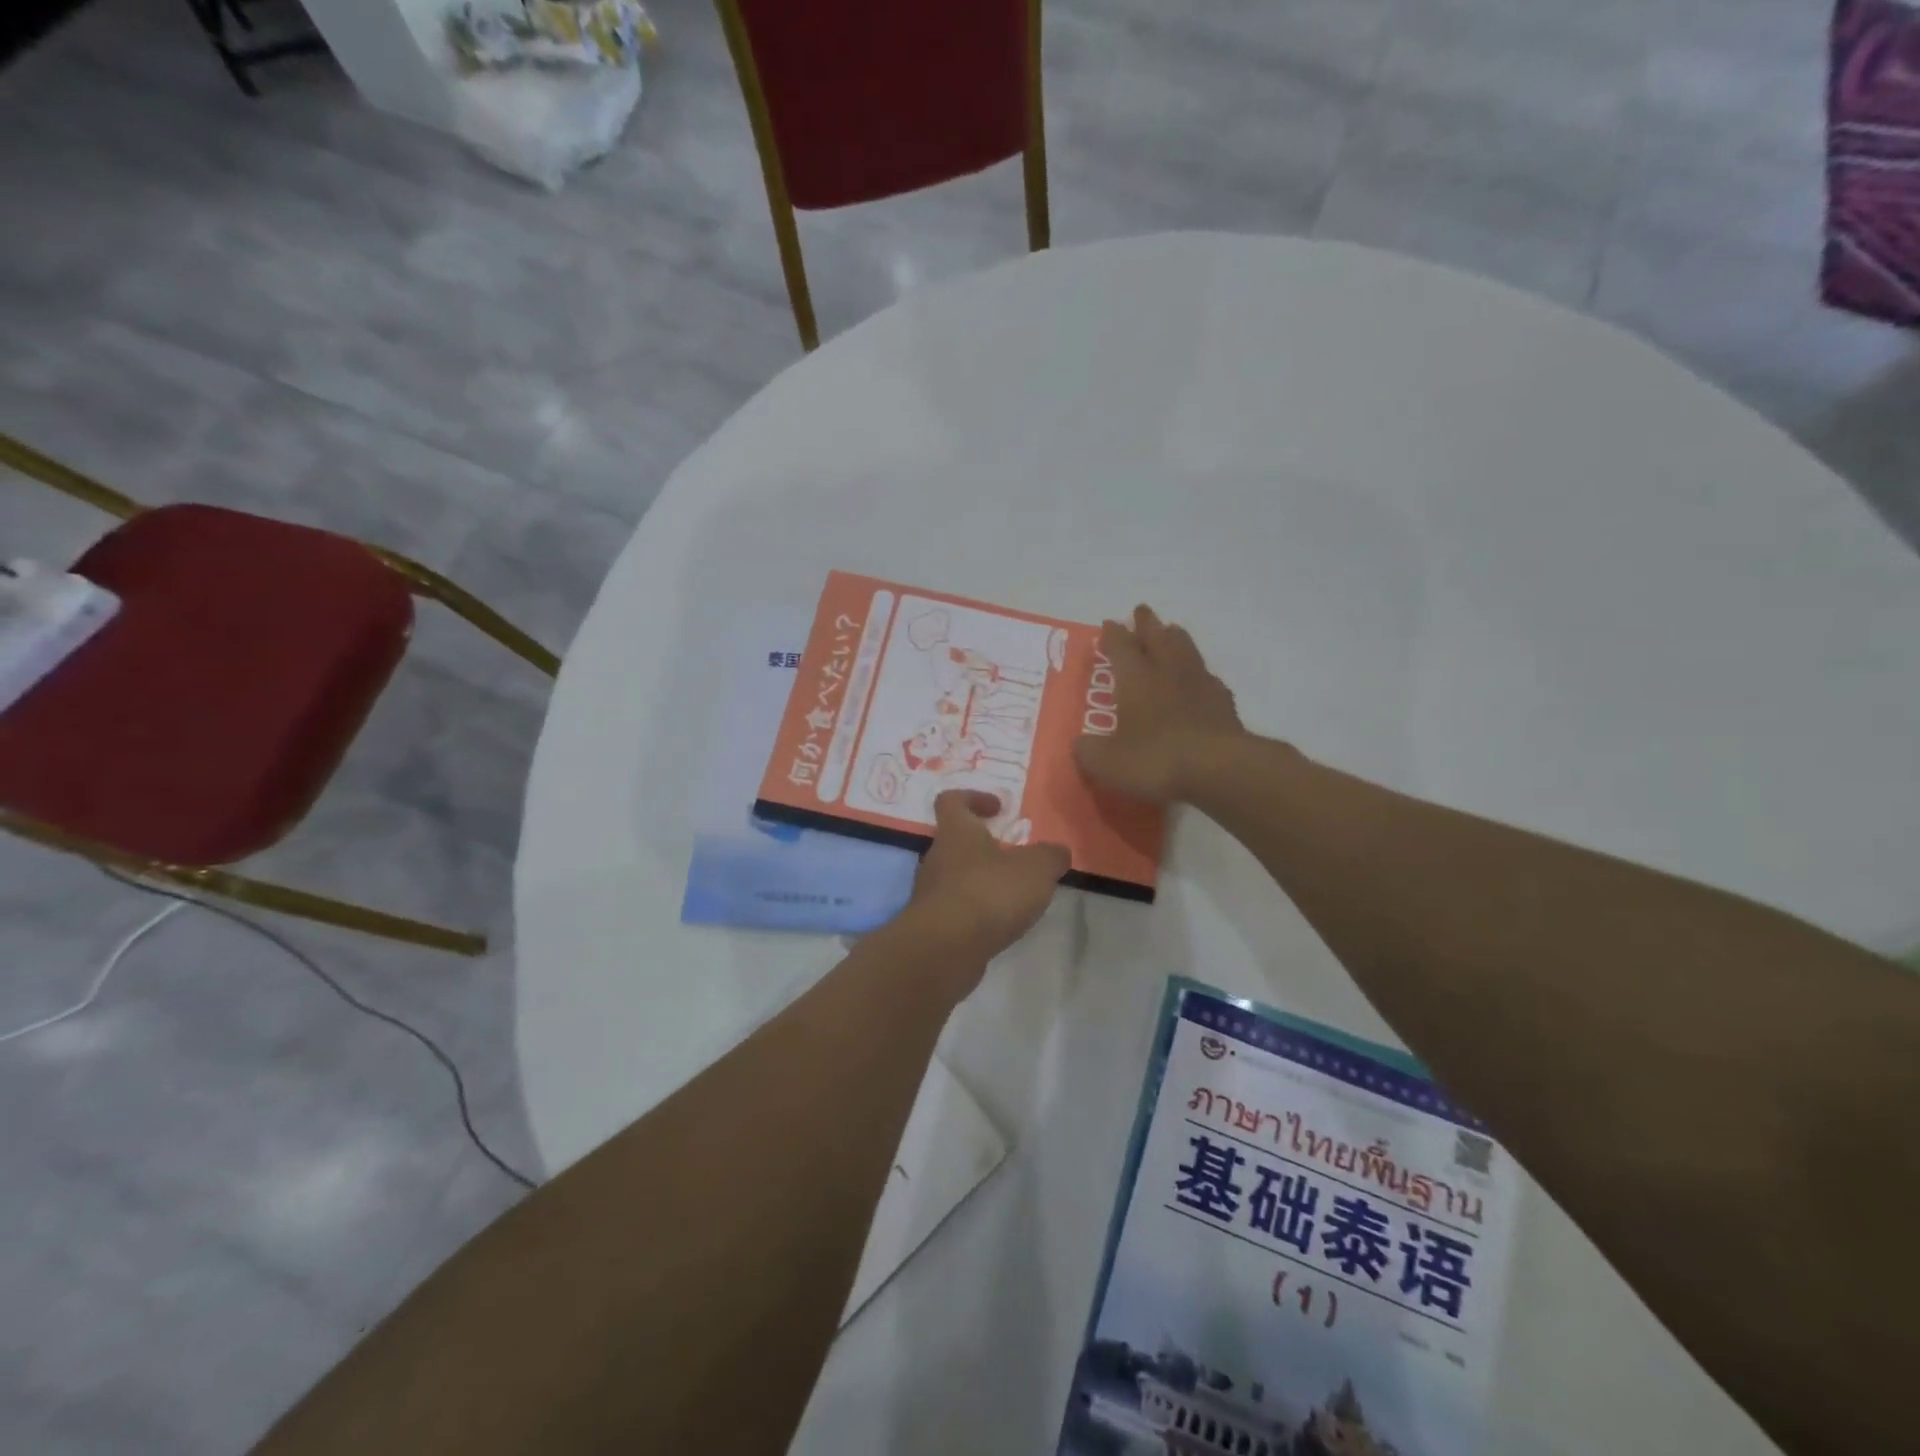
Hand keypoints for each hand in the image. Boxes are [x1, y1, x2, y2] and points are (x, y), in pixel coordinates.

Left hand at [904, 790, 1069, 982]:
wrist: (944, 950)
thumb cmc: (989, 893)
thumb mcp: (1036, 869)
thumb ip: (1050, 856)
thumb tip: (1057, 852)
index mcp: (956, 831)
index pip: (951, 800)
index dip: (973, 798)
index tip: (999, 809)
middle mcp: (936, 857)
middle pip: (956, 842)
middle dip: (985, 847)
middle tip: (1015, 858)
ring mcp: (930, 893)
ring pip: (956, 877)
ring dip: (981, 882)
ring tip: (1013, 897)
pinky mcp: (932, 925)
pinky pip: (956, 909)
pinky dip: (976, 912)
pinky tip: (999, 924)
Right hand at [1074, 604, 1244, 803]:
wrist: (1218, 768)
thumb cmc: (1155, 759)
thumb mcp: (1108, 762)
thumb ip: (1089, 751)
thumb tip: (1080, 744)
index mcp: (1135, 679)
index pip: (1121, 647)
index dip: (1113, 635)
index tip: (1109, 623)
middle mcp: (1167, 673)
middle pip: (1157, 638)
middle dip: (1147, 624)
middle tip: (1141, 611)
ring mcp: (1199, 685)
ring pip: (1186, 650)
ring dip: (1176, 638)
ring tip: (1172, 631)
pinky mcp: (1223, 703)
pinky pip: (1208, 678)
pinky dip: (1199, 673)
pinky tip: (1200, 679)